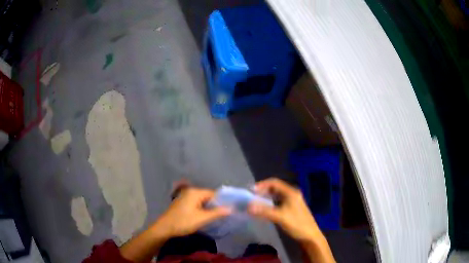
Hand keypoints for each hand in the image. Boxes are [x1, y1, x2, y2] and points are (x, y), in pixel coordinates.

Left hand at [154, 187, 231, 237]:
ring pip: (202, 201)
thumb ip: (217, 213)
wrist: (164, 228)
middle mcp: (190, 191)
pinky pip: (196, 203)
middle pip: (208, 196)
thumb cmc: (183, 222)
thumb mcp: (202, 218)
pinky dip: (202, 209)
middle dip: (216, 205)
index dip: (222, 201)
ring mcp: (185, 197)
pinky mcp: (182, 203)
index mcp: (195, 192)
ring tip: (217, 217)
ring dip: (209, 208)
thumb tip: (232, 209)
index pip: (214, 194)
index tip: (230, 210)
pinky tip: (205, 216)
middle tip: (225, 215)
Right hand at [248, 178, 322, 241]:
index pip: (274, 182)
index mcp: (291, 193)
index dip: (262, 185)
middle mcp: (292, 194)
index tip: (251, 191)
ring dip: (267, 197)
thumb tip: (248, 206)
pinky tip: (265, 209)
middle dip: (263, 190)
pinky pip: (279, 201)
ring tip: (256, 202)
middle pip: (275, 188)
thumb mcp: (280, 217)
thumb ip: (264, 211)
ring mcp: (293, 201)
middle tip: (252, 197)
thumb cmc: (297, 224)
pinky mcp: (292, 208)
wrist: (310, 236)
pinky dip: (271, 203)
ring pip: (277, 195)